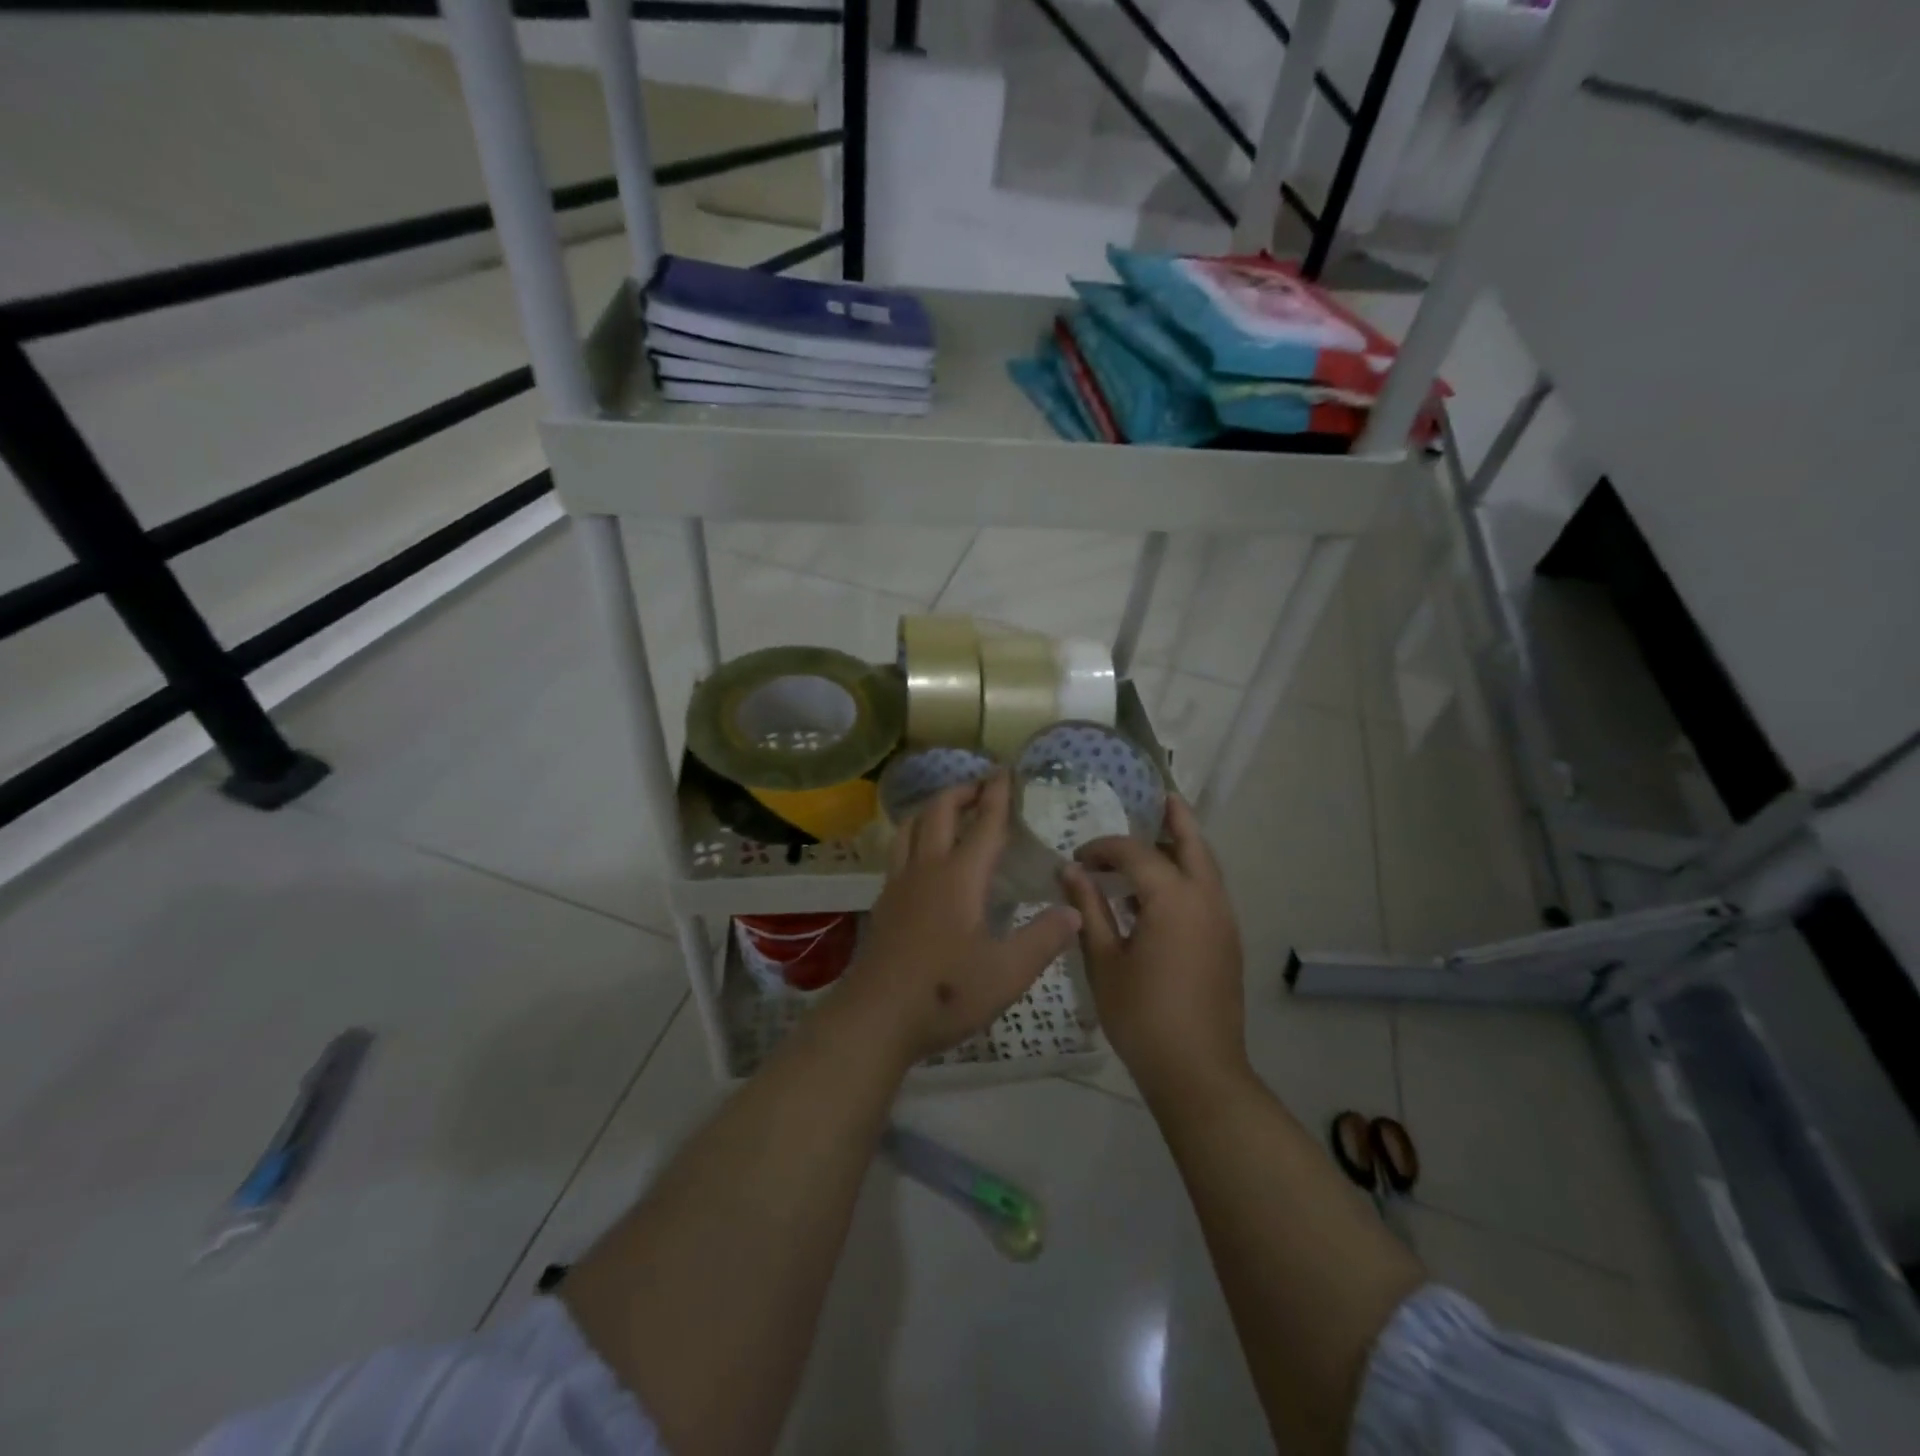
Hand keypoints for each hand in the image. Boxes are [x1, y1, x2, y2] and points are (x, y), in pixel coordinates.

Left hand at [832, 772, 1080, 1067]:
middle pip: (939, 812)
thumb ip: (1044, 939)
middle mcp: (926, 869)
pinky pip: (899, 851)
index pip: (983, 824)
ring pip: (910, 827)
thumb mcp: (1008, 973)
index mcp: (960, 877)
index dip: (997, 795)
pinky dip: (914, 836)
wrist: (876, 1017)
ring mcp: (899, 884)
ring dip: (932, 809)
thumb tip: (1073, 910)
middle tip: (981, 785)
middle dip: (961, 792)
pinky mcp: (884, 903)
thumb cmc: (946, 993)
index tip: (1004, 771)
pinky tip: (923, 857)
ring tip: (949, 810)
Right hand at [1060, 796, 1246, 1098]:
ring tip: (1154, 837)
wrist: (1198, 1071)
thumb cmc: (1142, 1015)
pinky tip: (1158, 892)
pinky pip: (1207, 891)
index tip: (1077, 860)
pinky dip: (1187, 875)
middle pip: (1193, 843)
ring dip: (1181, 848)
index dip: (1103, 849)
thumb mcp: (1104, 961)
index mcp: (1174, 899)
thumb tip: (1071, 871)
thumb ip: (1089, 909)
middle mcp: (1206, 899)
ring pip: (1206, 866)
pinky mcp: (1227, 941)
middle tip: (1159, 795)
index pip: (1136, 853)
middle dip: (1175, 818)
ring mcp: (1223, 920)